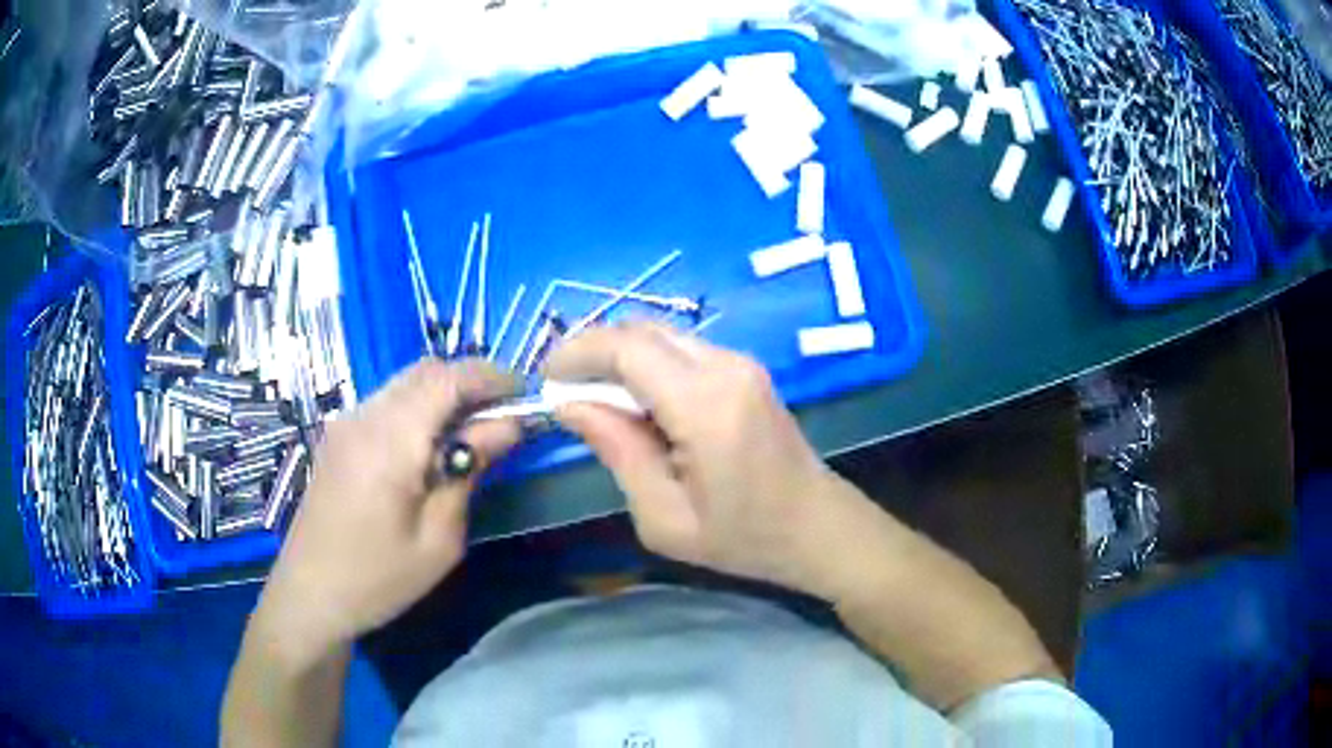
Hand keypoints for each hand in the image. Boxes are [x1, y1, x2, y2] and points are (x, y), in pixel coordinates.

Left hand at [253, 358, 520, 660]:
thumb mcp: (438, 539)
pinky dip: (419, 408)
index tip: (526, 394)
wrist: (310, 594)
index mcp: (389, 440)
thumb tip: (506, 427)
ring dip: (444, 395)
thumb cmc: (379, 578)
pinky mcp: (338, 436)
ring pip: (405, 384)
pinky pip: (387, 403)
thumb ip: (470, 472)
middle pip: (426, 371)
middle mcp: (364, 416)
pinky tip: (431, 447)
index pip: (448, 378)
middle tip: (505, 416)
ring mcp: (346, 423)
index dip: (492, 376)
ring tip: (474, 433)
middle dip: (470, 382)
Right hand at [547, 323, 861, 595]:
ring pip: (661, 335)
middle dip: (593, 350)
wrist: (818, 528)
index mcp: (705, 405)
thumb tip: (569, 405)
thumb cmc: (743, 537)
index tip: (546, 380)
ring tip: (594, 398)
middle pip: (641, 330)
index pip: (626, 348)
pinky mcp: (746, 370)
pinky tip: (636, 402)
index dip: (577, 353)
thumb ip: (616, 450)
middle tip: (563, 388)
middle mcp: (725, 367)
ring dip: (620, 356)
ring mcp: (741, 363)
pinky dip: (647, 364)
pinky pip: (682, 350)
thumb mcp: (664, 516)